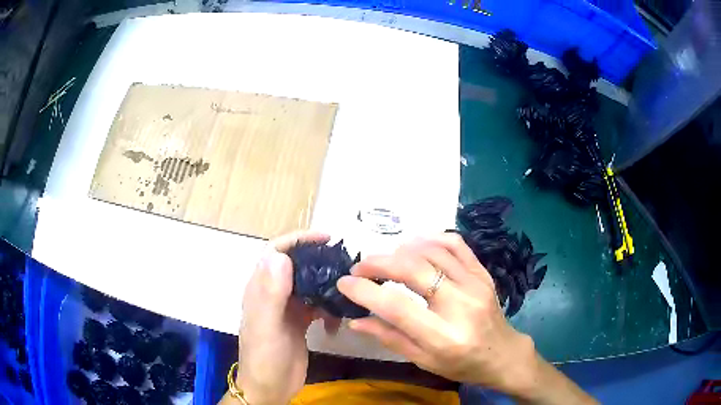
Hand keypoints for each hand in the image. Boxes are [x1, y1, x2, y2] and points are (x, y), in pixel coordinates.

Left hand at [234, 231, 340, 404]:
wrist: (271, 388)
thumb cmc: (265, 357)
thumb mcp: (267, 326)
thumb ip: (271, 293)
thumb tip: (280, 255)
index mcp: (261, 288)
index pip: (276, 252)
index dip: (298, 240)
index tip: (325, 238)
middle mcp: (274, 293)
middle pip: (296, 266)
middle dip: (318, 261)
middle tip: (344, 266)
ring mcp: (287, 308)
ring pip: (309, 285)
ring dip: (326, 287)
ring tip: (345, 295)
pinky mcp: (299, 322)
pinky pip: (316, 306)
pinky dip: (328, 309)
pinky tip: (336, 322)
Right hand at [338, 234, 593, 403]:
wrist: (503, 354)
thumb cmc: (462, 364)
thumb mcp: (424, 361)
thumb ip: (390, 338)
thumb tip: (355, 319)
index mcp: (442, 337)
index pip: (396, 306)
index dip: (365, 290)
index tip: (344, 282)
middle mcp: (461, 306)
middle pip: (413, 270)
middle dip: (379, 263)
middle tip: (361, 267)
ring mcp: (476, 284)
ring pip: (432, 252)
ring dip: (402, 249)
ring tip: (386, 259)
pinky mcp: (483, 273)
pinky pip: (456, 245)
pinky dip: (431, 239)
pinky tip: (416, 245)